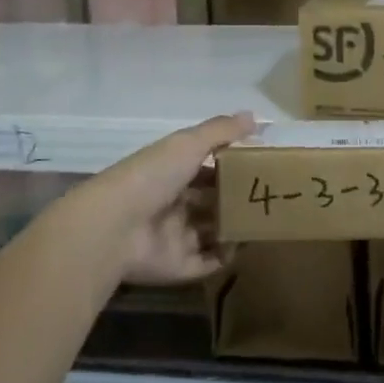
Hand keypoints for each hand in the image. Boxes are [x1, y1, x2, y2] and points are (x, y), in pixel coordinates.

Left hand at [58, 113, 254, 285]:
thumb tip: (255, 116)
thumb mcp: (188, 143)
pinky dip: (226, 256)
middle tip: (268, 196)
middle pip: (211, 202)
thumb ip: (221, 131)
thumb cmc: (152, 176)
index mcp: (172, 173)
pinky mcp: (178, 266)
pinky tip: (243, 246)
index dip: (230, 166)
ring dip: (235, 227)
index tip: (260, 166)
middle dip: (236, 199)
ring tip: (265, 221)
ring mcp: (175, 237)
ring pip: (212, 232)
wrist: (115, 227)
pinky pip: (208, 262)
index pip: (205, 169)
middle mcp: (174, 205)